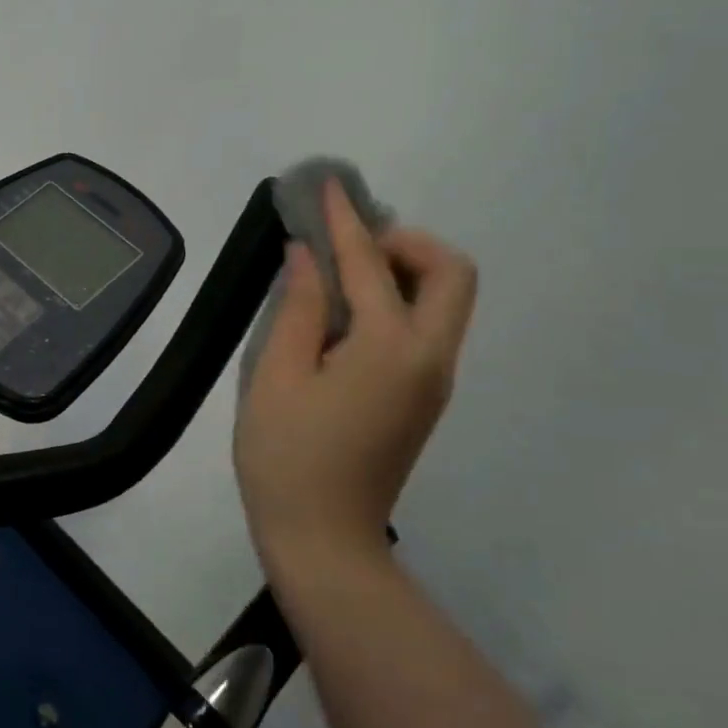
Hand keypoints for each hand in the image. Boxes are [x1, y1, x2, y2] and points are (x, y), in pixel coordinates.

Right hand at [233, 178, 476, 573]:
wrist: (324, 541)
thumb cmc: (287, 458)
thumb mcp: (276, 376)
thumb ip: (298, 308)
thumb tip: (307, 255)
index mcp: (389, 349)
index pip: (370, 265)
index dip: (345, 221)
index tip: (328, 186)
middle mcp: (429, 358)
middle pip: (451, 273)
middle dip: (406, 243)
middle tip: (349, 246)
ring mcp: (434, 380)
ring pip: (446, 300)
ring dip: (405, 269)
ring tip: (342, 273)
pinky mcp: (425, 396)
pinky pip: (427, 326)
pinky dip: (400, 300)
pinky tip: (349, 312)